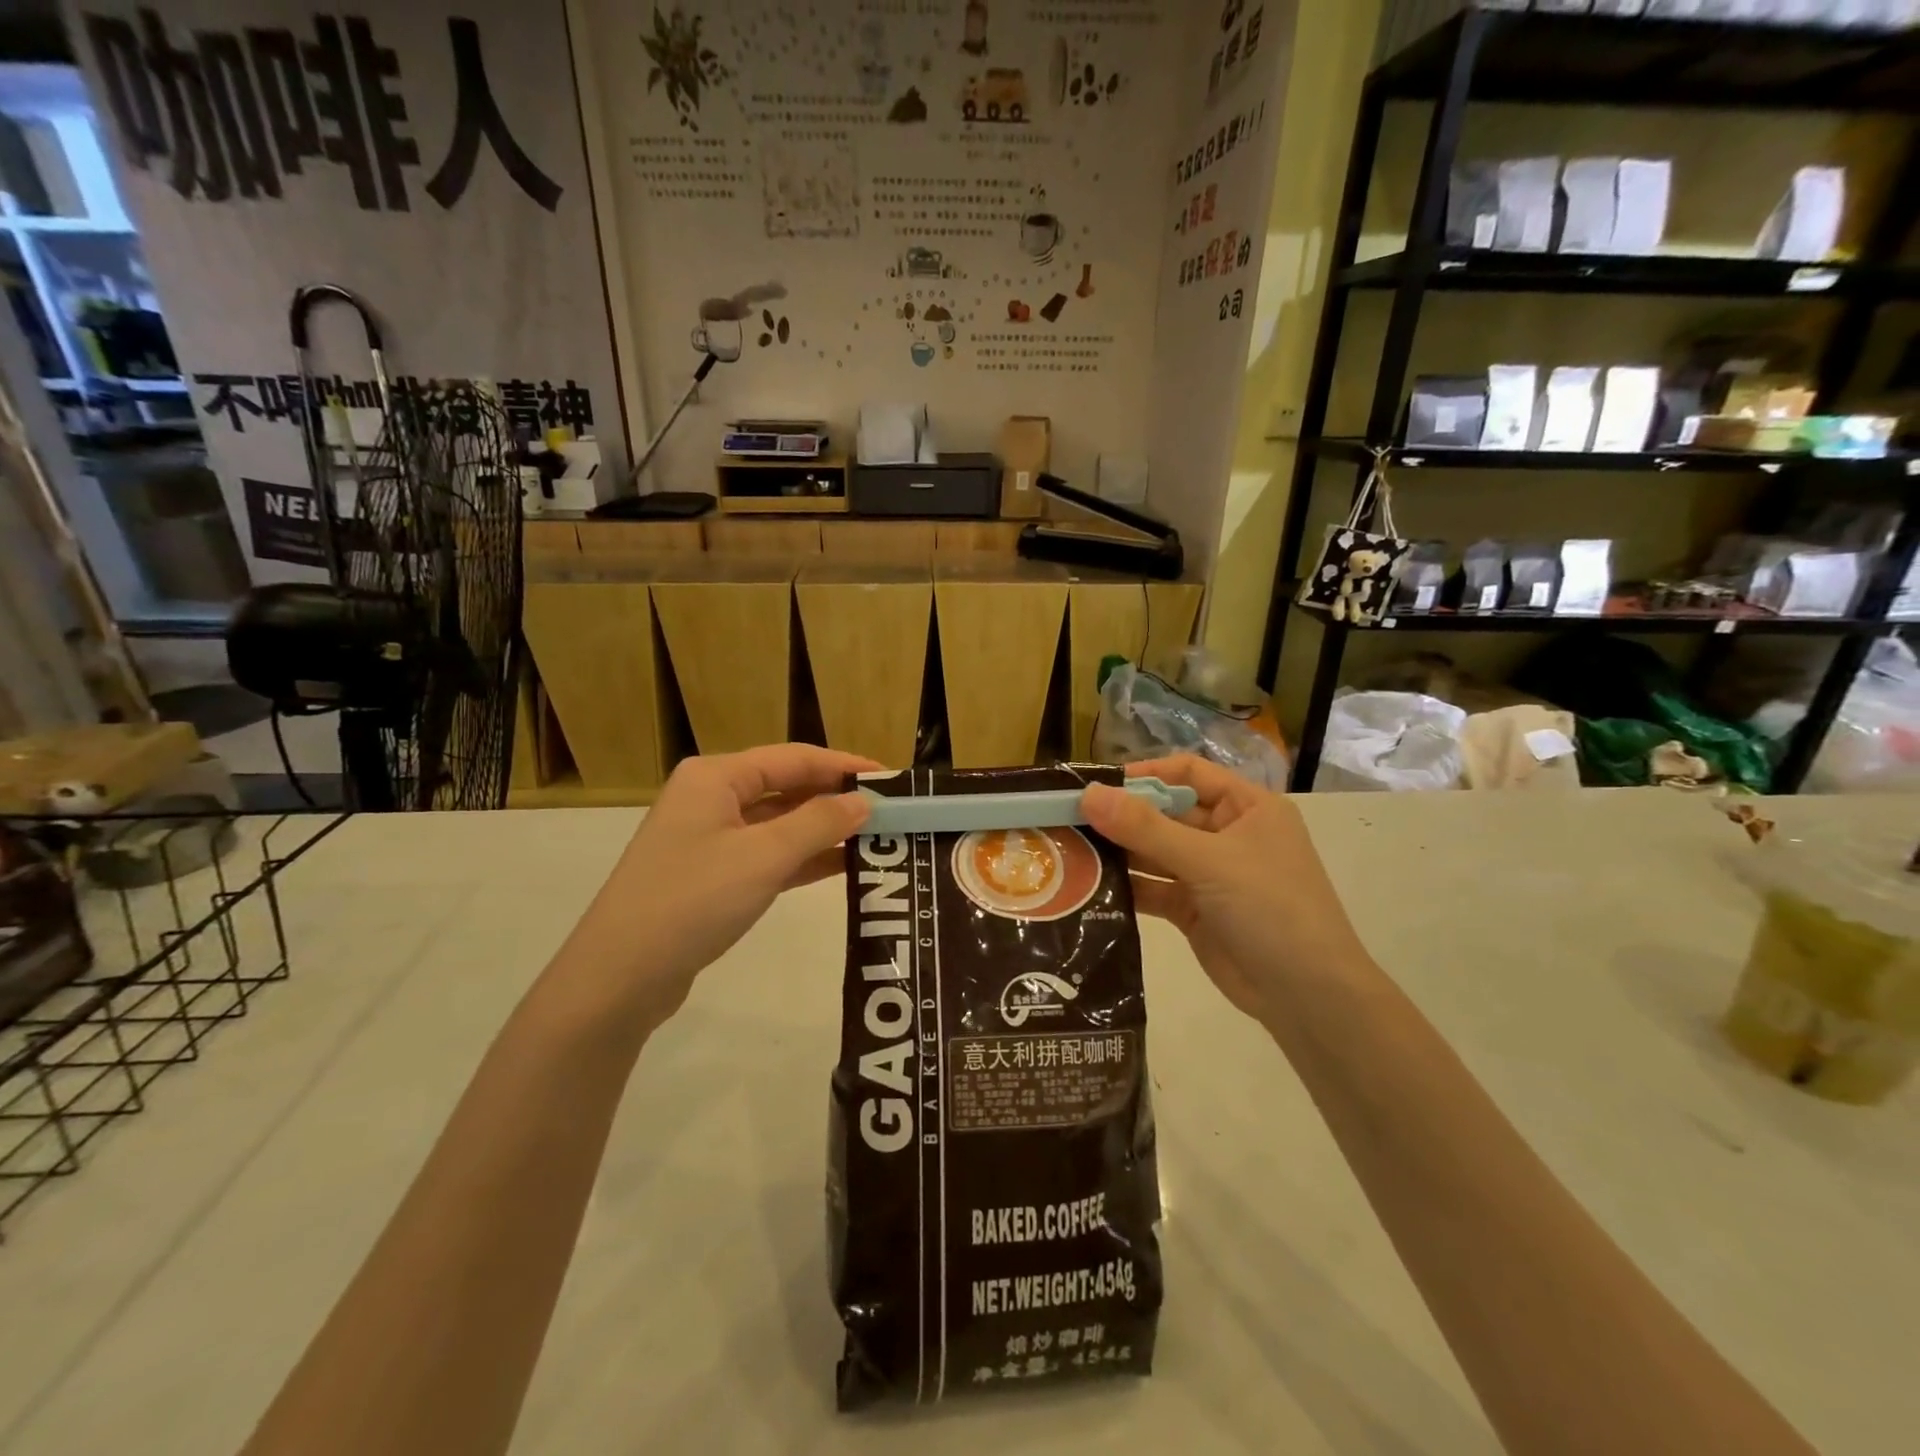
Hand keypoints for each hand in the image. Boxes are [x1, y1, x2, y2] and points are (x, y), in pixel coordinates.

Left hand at [561, 745, 875, 1029]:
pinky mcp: (712, 877)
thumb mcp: (763, 857)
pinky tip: (843, 867)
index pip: (794, 758)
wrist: (619, 977)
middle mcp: (711, 798)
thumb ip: (819, 824)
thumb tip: (864, 802)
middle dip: (836, 799)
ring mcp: (709, 839)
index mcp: (716, 777)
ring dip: (824, 831)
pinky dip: (803, 859)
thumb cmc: (692, 900)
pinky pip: (768, 855)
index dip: (844, 766)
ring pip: (779, 824)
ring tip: (876, 838)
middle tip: (889, 812)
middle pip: (787, 787)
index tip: (890, 778)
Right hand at [1080, 757, 1371, 1027]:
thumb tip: (1089, 793)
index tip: (1098, 785)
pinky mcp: (1195, 910)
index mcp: (1248, 808)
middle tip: (1069, 819)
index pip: (1189, 774)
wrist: (1308, 997)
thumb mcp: (1208, 861)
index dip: (1145, 775)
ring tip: (1070, 850)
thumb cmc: (1270, 908)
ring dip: (1120, 852)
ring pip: (1156, 852)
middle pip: (1167, 813)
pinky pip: (1155, 888)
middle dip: (1123, 816)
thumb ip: (1145, 828)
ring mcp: (1211, 874)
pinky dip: (1128, 886)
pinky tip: (1089, 886)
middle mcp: (1228, 835)